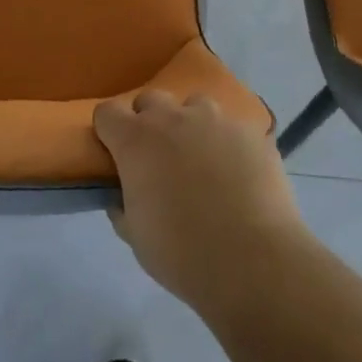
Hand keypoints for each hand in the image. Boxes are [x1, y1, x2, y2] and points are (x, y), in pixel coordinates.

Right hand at [94, 91, 308, 312]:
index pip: (108, 112)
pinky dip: (229, 145)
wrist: (253, 261)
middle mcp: (173, 118)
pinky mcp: (251, 132)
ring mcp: (216, 120)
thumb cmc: (183, 253)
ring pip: (195, 106)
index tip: (115, 152)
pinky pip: (232, 129)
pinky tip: (239, 176)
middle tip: (159, 157)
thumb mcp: (136, 237)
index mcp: (136, 140)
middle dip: (149, 122)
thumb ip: (123, 206)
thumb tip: (122, 196)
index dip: (109, 131)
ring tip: (204, 160)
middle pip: (151, 100)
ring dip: (192, 125)